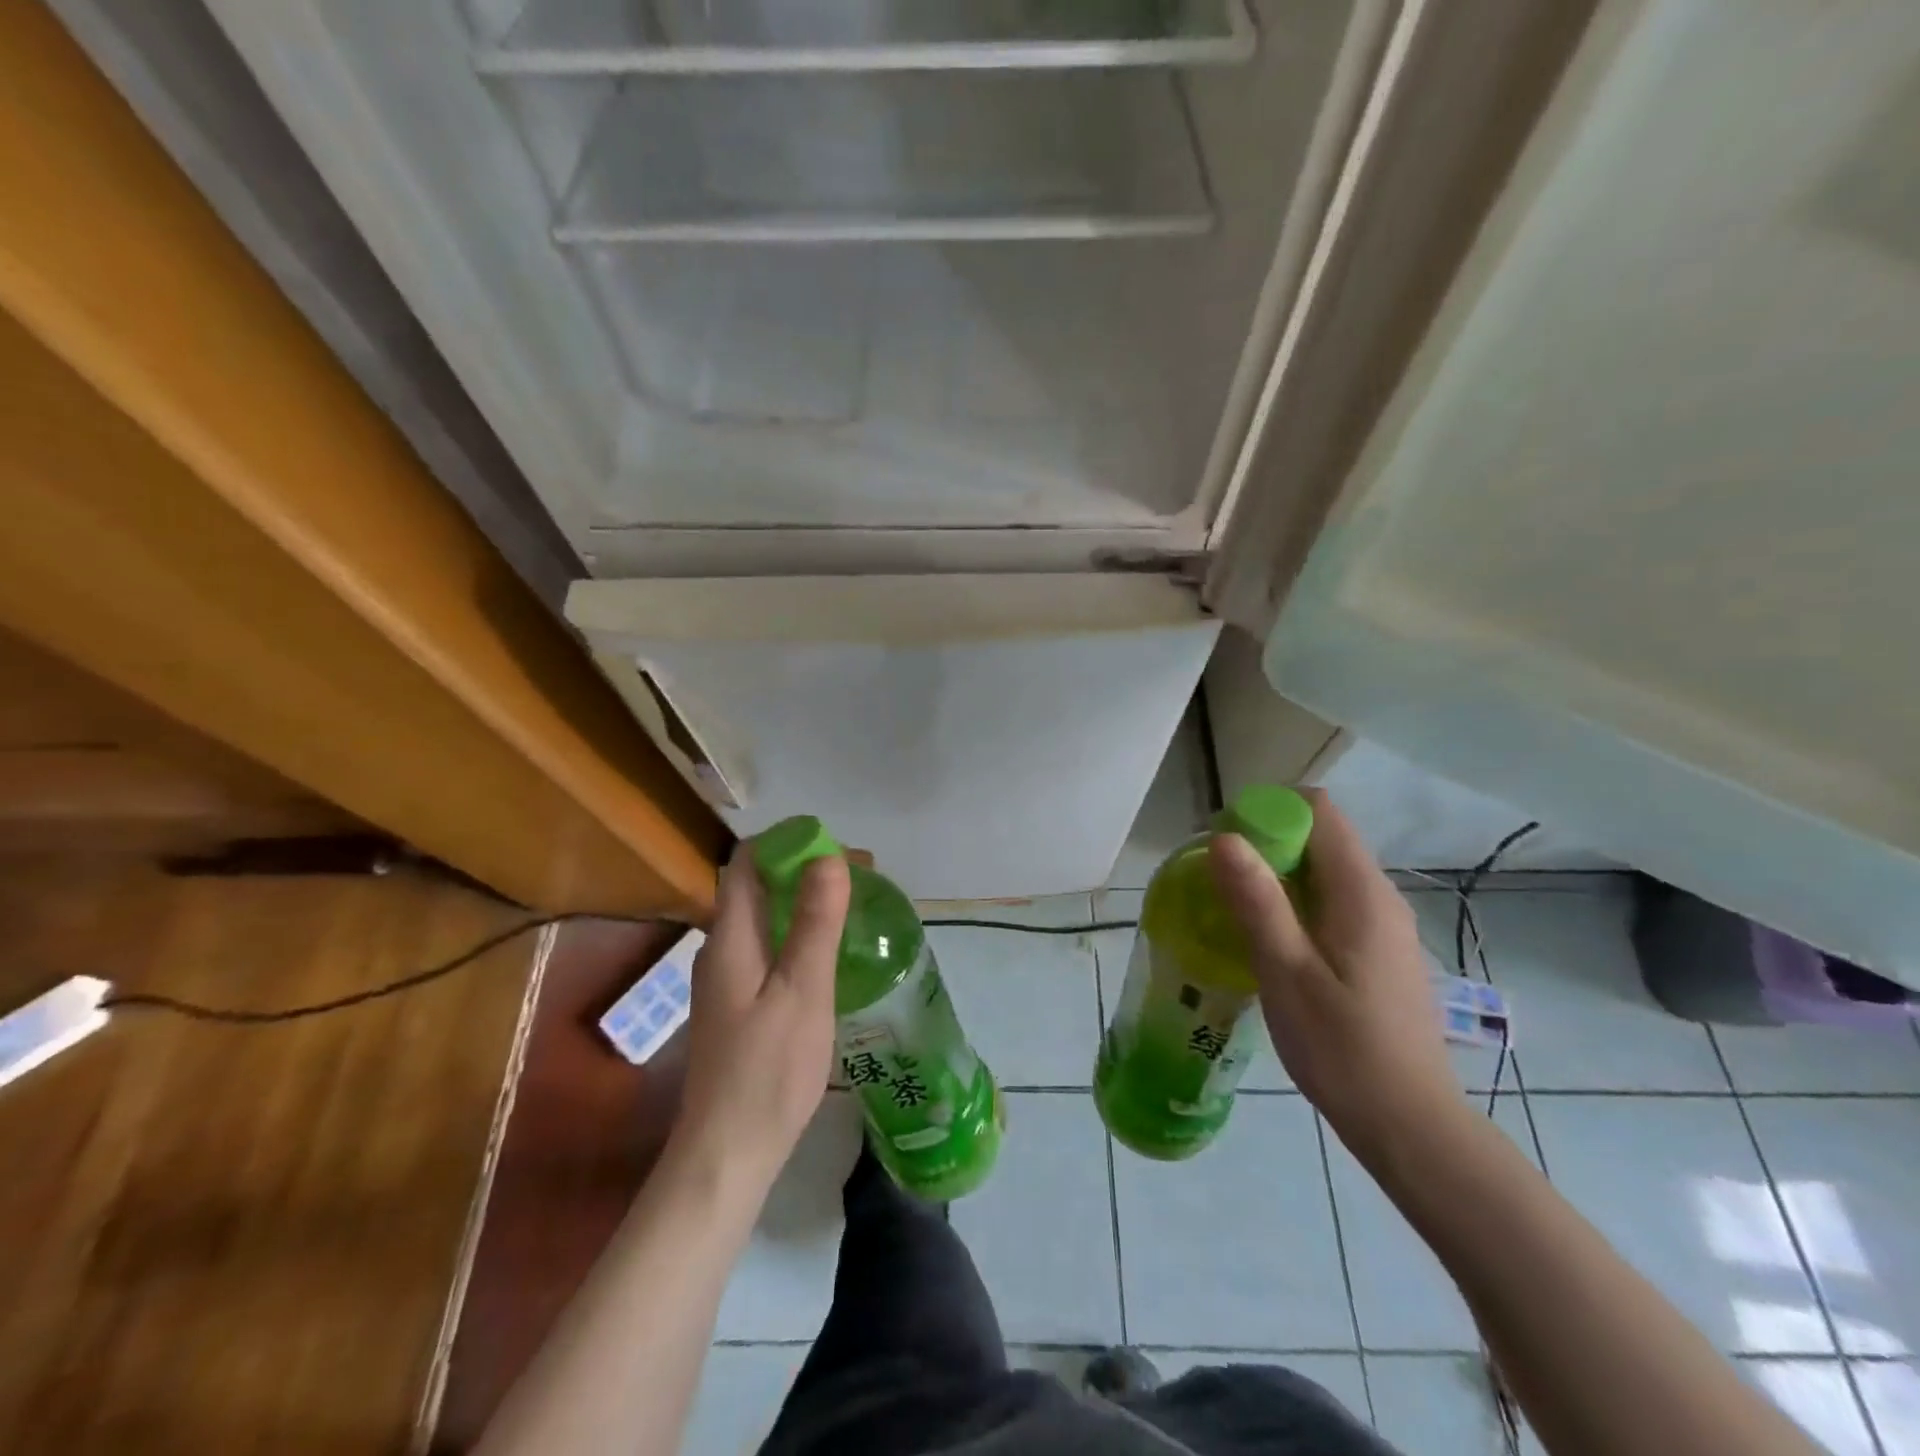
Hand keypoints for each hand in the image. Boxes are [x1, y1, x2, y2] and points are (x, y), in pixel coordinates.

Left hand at [667, 848, 849, 1206]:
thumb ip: (814, 922)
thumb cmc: (768, 1070)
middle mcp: (721, 949)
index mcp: (730, 938)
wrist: (728, 1155)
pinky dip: (799, 933)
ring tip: (853, 905)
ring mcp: (727, 980)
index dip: (788, 843)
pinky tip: (830, 952)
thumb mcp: (802, 990)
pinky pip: (769, 947)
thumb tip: (828, 857)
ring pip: (765, 918)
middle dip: (805, 869)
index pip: (747, 863)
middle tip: (860, 875)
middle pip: (757, 887)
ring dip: (804, 901)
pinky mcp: (738, 1005)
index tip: (835, 845)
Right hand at [1209, 789, 1460, 1158]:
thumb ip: (1257, 902)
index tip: (1226, 844)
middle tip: (1217, 882)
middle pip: (1319, 837)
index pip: (1318, 810)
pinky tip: (1267, 943)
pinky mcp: (1376, 952)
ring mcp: (1381, 925)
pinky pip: (1329, 903)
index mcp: (1361, 892)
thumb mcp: (1287, 973)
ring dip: (1275, 878)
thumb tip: (1224, 837)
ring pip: (1322, 872)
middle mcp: (1378, 897)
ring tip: (1232, 911)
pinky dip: (1293, 905)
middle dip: (1264, 845)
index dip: (1269, 812)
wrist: (1410, 1127)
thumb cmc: (1344, 1050)